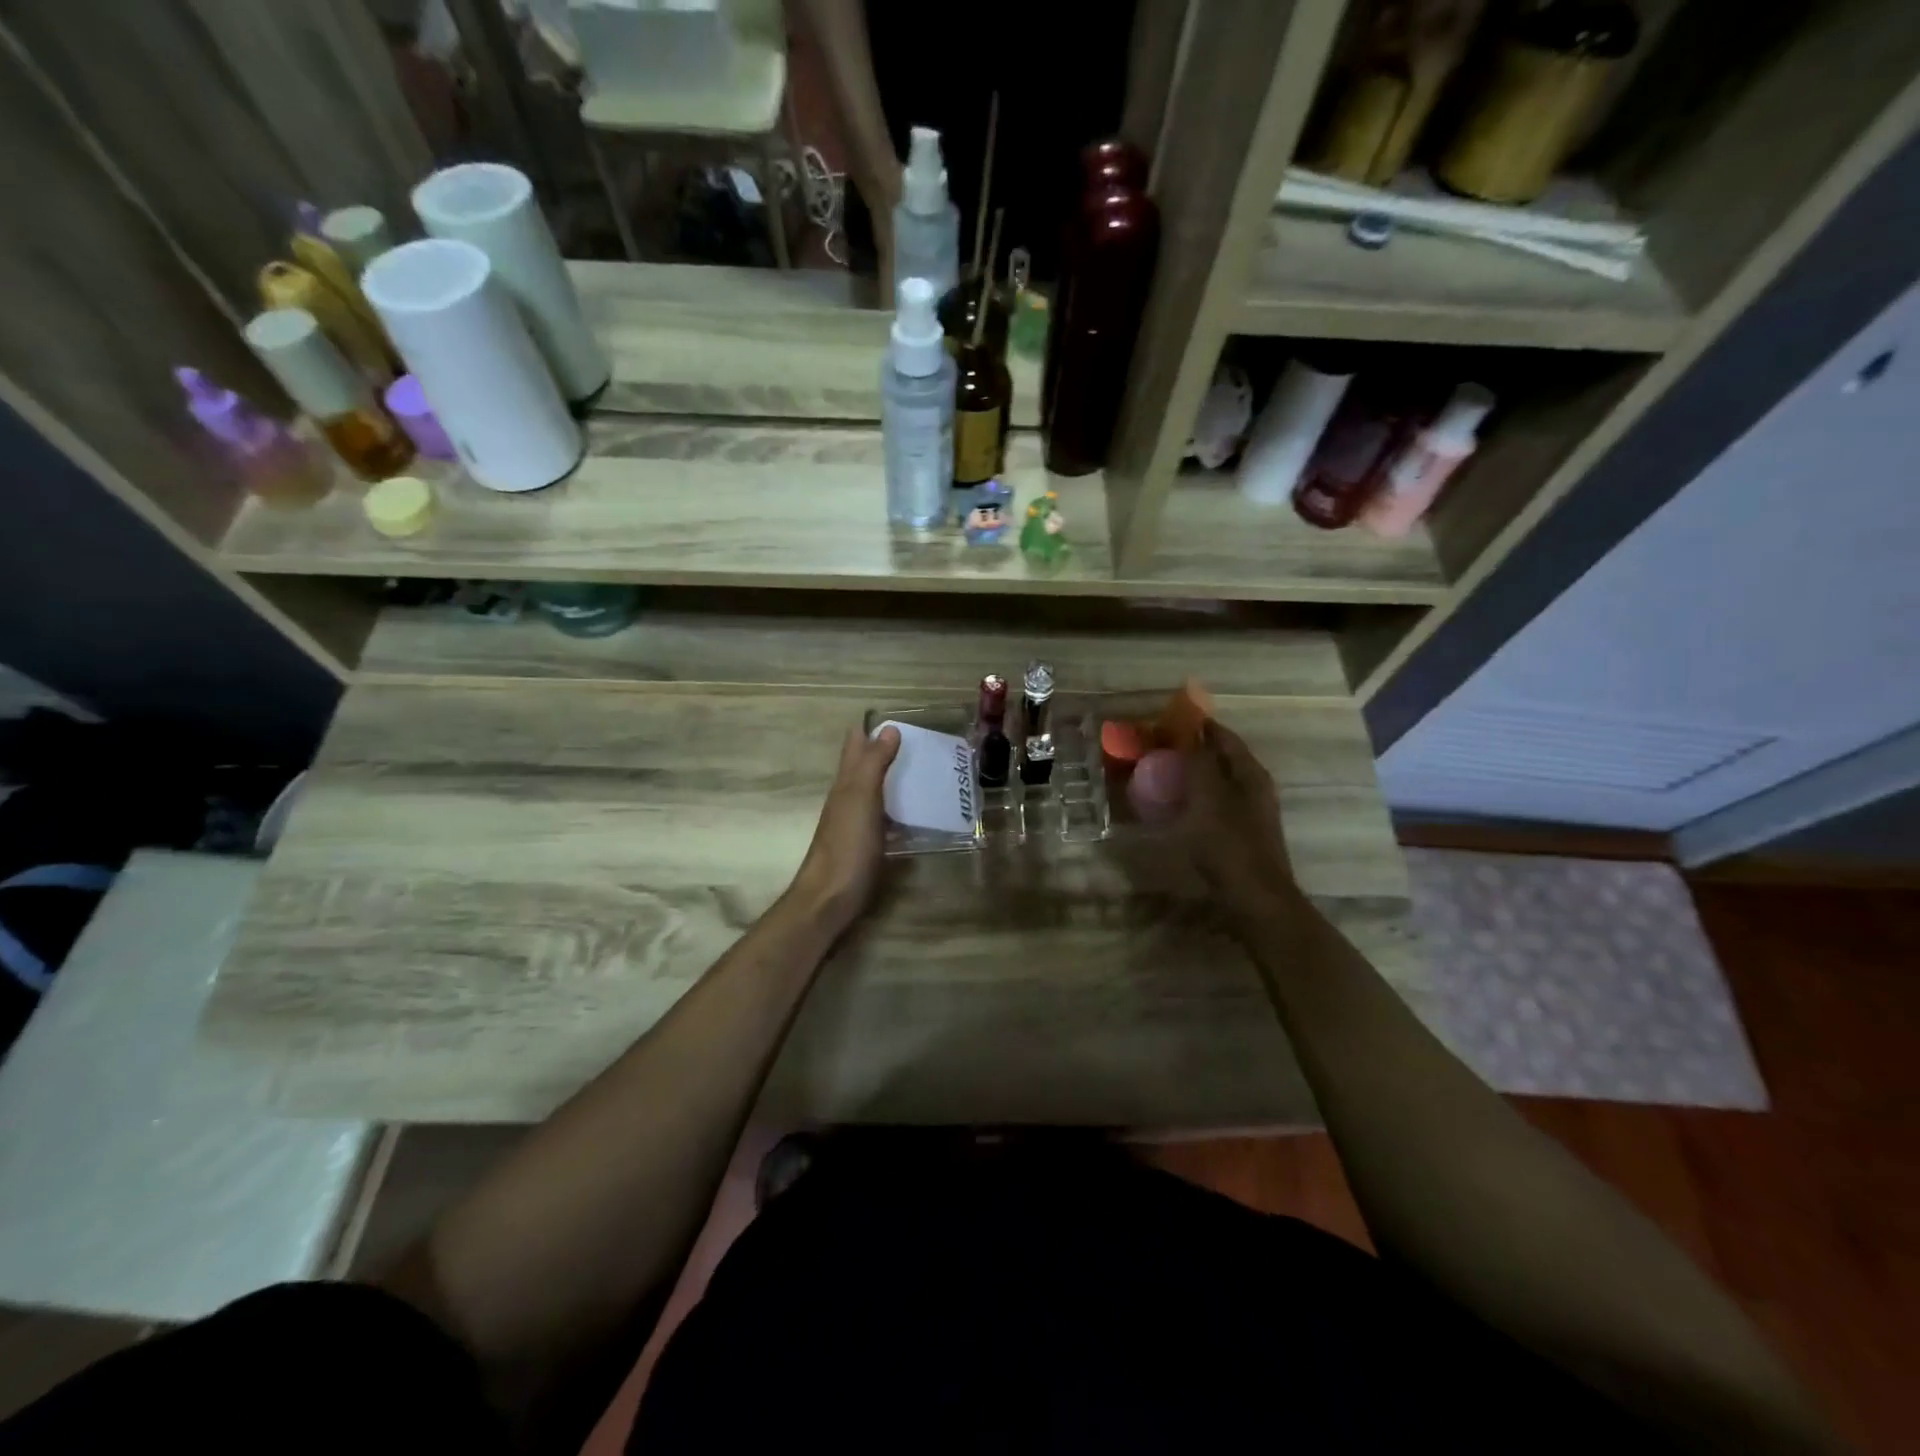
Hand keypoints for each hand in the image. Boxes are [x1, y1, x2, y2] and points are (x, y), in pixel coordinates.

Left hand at [788, 724, 899, 935]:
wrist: (830, 898)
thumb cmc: (846, 845)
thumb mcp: (861, 798)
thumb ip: (873, 763)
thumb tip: (888, 728)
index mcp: (846, 784)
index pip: (854, 746)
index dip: (869, 729)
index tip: (894, 717)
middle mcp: (849, 799)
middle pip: (864, 767)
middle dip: (884, 751)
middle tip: (919, 741)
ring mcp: (857, 824)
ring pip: (875, 792)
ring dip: (894, 779)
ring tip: (925, 771)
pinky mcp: (868, 846)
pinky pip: (885, 818)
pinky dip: (899, 809)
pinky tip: (917, 814)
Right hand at [1181, 721, 1297, 925]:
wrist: (1255, 900)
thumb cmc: (1229, 844)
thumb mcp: (1207, 798)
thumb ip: (1199, 762)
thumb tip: (1189, 731)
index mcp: (1249, 773)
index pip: (1222, 736)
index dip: (1197, 725)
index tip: (1166, 721)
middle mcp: (1255, 787)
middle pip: (1222, 757)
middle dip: (1193, 749)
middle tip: (1159, 748)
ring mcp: (1251, 812)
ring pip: (1219, 781)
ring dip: (1194, 774)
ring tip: (1163, 774)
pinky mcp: (1243, 834)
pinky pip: (1216, 804)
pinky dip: (1196, 798)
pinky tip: (1178, 807)